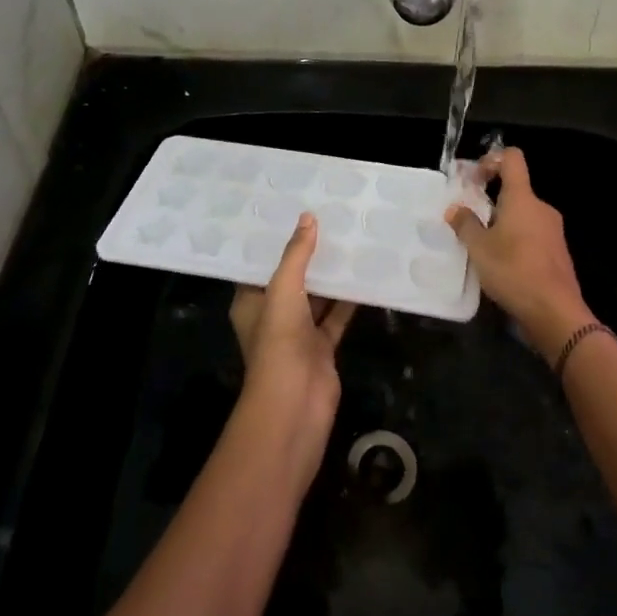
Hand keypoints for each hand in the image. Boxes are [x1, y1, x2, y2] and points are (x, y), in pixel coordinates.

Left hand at [229, 214, 355, 449]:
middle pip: (291, 278)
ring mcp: (298, 332)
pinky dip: (349, 299)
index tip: (292, 213)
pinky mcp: (322, 346)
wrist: (296, 402)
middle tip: (328, 219)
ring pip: (316, 296)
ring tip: (349, 239)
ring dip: (330, 275)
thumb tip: (308, 217)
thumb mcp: (283, 289)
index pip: (259, 265)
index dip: (274, 242)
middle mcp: (272, 314)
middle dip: (307, 255)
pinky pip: (336, 315)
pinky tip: (365, 274)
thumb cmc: (278, 341)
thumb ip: (296, 254)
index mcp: (251, 302)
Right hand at [445, 147, 591, 362]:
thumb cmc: (514, 271)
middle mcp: (541, 207)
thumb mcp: (479, 249)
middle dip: (490, 201)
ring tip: (482, 248)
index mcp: (522, 198)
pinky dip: (516, 241)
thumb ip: (465, 225)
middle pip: (515, 190)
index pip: (512, 158)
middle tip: (469, 222)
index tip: (474, 179)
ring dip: (502, 224)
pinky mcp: (557, 252)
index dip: (491, 159)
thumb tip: (455, 209)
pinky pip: (532, 235)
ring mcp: (553, 230)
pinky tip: (502, 265)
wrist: (555, 312)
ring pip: (523, 215)